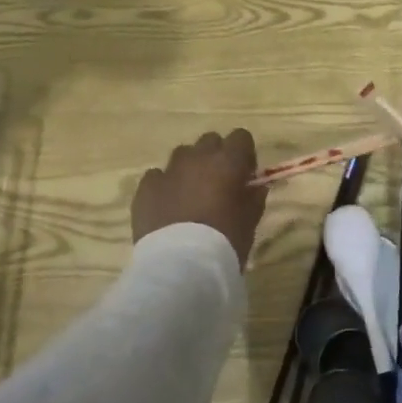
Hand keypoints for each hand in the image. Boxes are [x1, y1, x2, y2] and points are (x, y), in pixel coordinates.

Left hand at [132, 130, 267, 267]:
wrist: (181, 265)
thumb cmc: (225, 241)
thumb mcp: (250, 221)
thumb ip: (254, 197)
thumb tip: (256, 186)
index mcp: (228, 162)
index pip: (241, 137)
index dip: (244, 154)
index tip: (244, 175)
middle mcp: (198, 158)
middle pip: (210, 141)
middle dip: (216, 156)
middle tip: (218, 184)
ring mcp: (168, 170)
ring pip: (182, 154)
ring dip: (190, 168)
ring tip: (190, 195)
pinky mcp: (146, 187)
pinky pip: (157, 176)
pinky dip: (164, 185)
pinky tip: (167, 206)